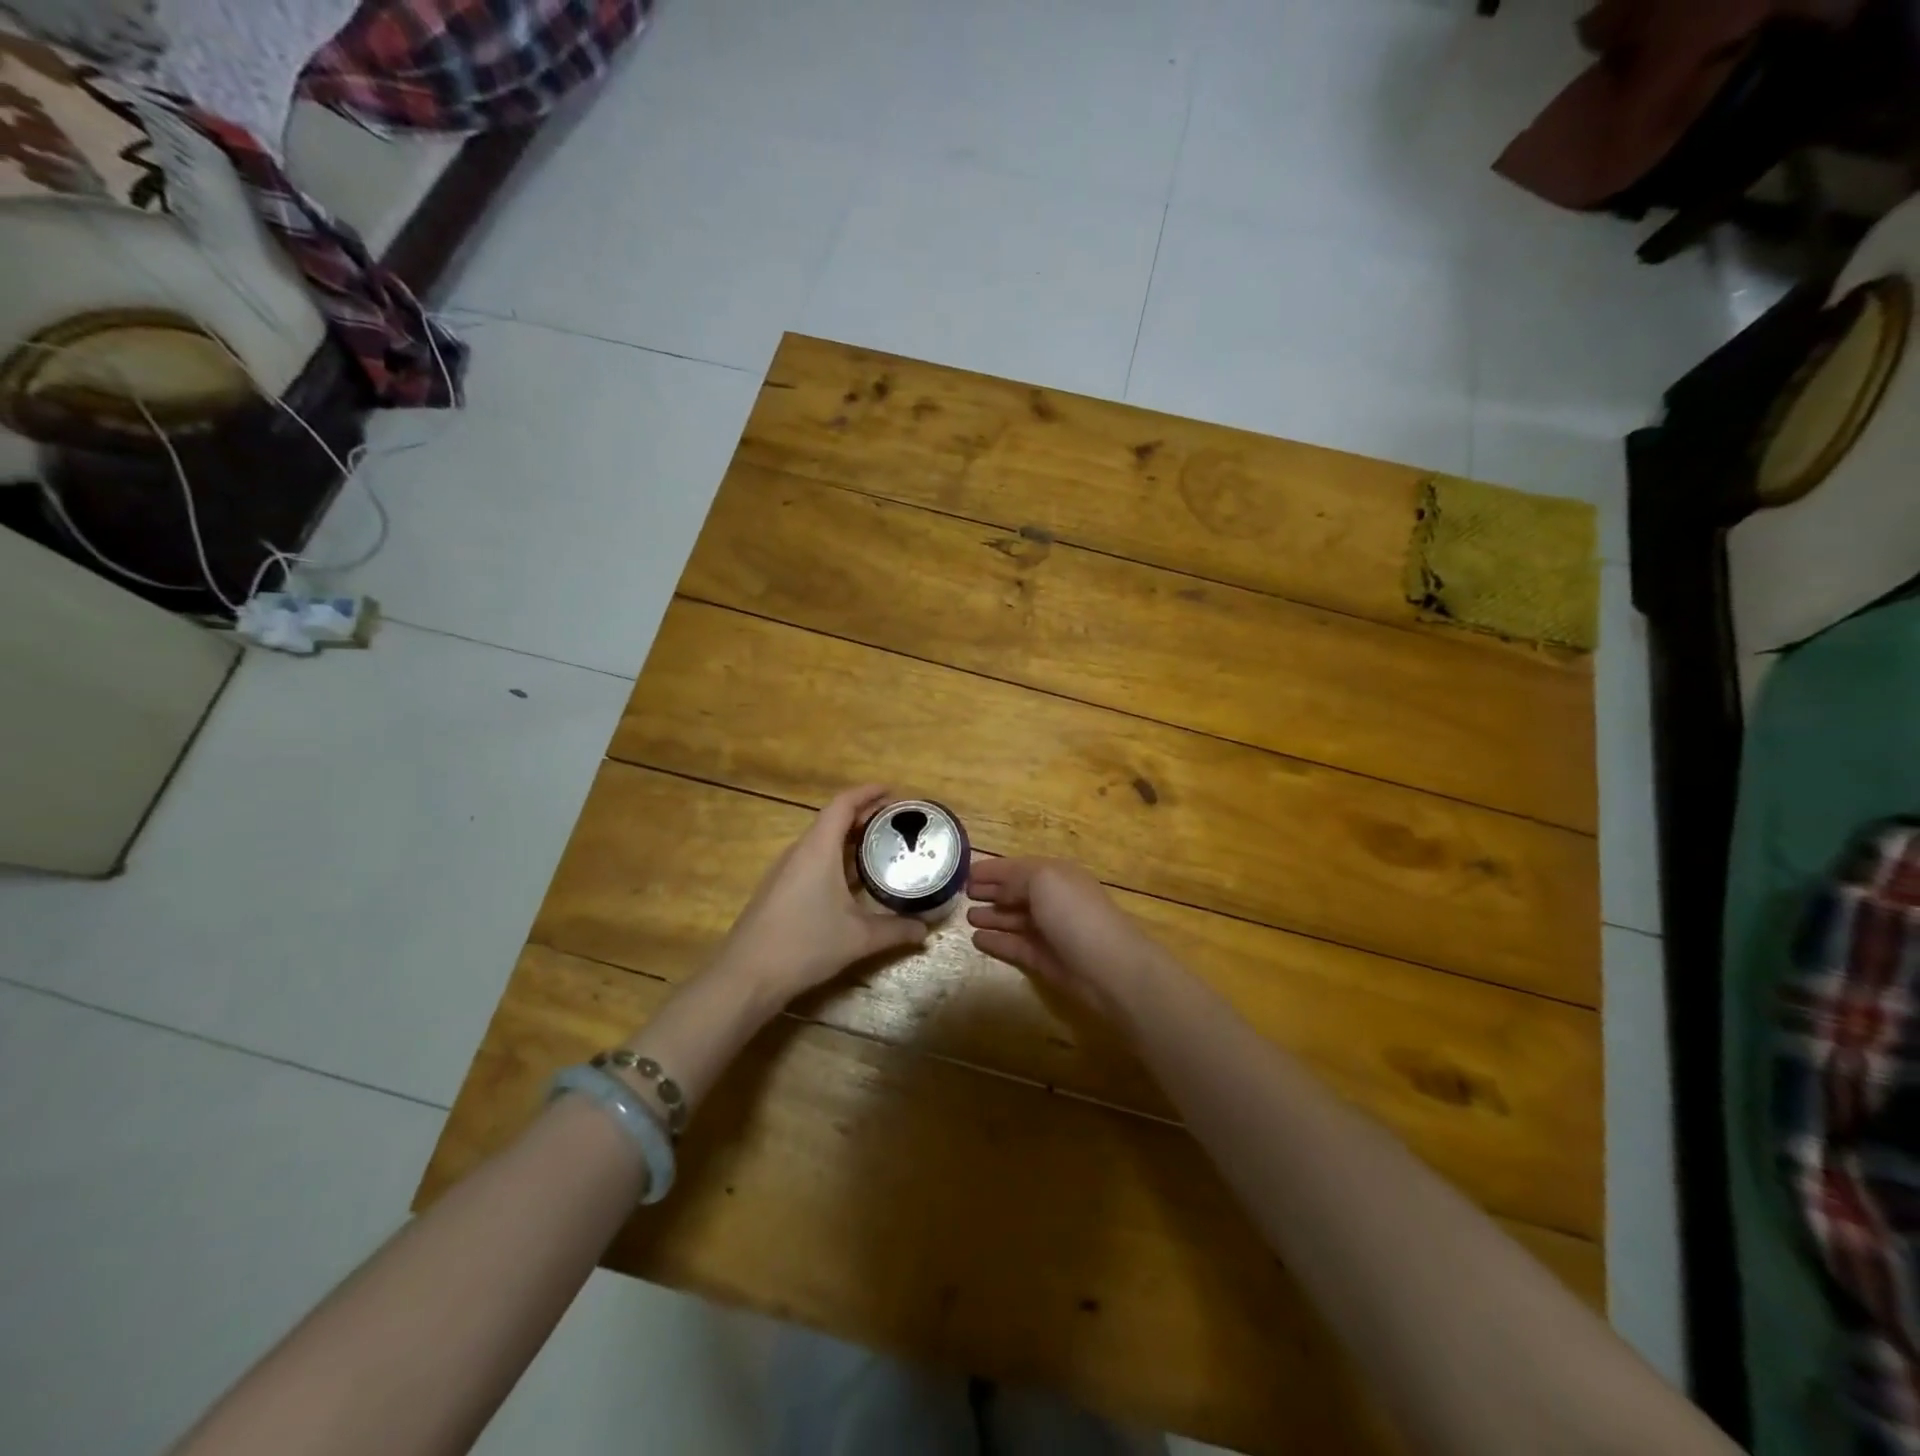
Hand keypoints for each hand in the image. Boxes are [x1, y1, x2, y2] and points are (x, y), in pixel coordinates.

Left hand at [708, 784, 929, 1003]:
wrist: (746, 976)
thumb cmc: (805, 944)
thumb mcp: (858, 938)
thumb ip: (895, 930)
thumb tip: (925, 931)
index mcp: (818, 849)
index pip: (843, 804)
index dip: (868, 792)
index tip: (893, 792)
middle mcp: (799, 852)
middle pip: (833, 820)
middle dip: (864, 816)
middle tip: (897, 821)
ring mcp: (785, 871)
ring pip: (822, 842)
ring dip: (850, 839)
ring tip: (881, 847)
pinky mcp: (779, 890)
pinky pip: (812, 861)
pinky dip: (836, 860)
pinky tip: (853, 881)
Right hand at [966, 858, 1168, 1021]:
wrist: (1109, 967)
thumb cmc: (1075, 914)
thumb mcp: (1043, 880)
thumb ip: (1015, 878)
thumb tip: (998, 889)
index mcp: (1055, 875)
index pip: (1017, 868)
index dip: (992, 870)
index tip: (965, 873)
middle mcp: (1053, 900)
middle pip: (1016, 893)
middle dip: (991, 892)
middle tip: (963, 894)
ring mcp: (1049, 931)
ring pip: (1014, 920)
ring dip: (991, 916)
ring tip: (967, 917)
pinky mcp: (1044, 960)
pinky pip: (1014, 946)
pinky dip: (996, 942)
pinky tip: (977, 940)